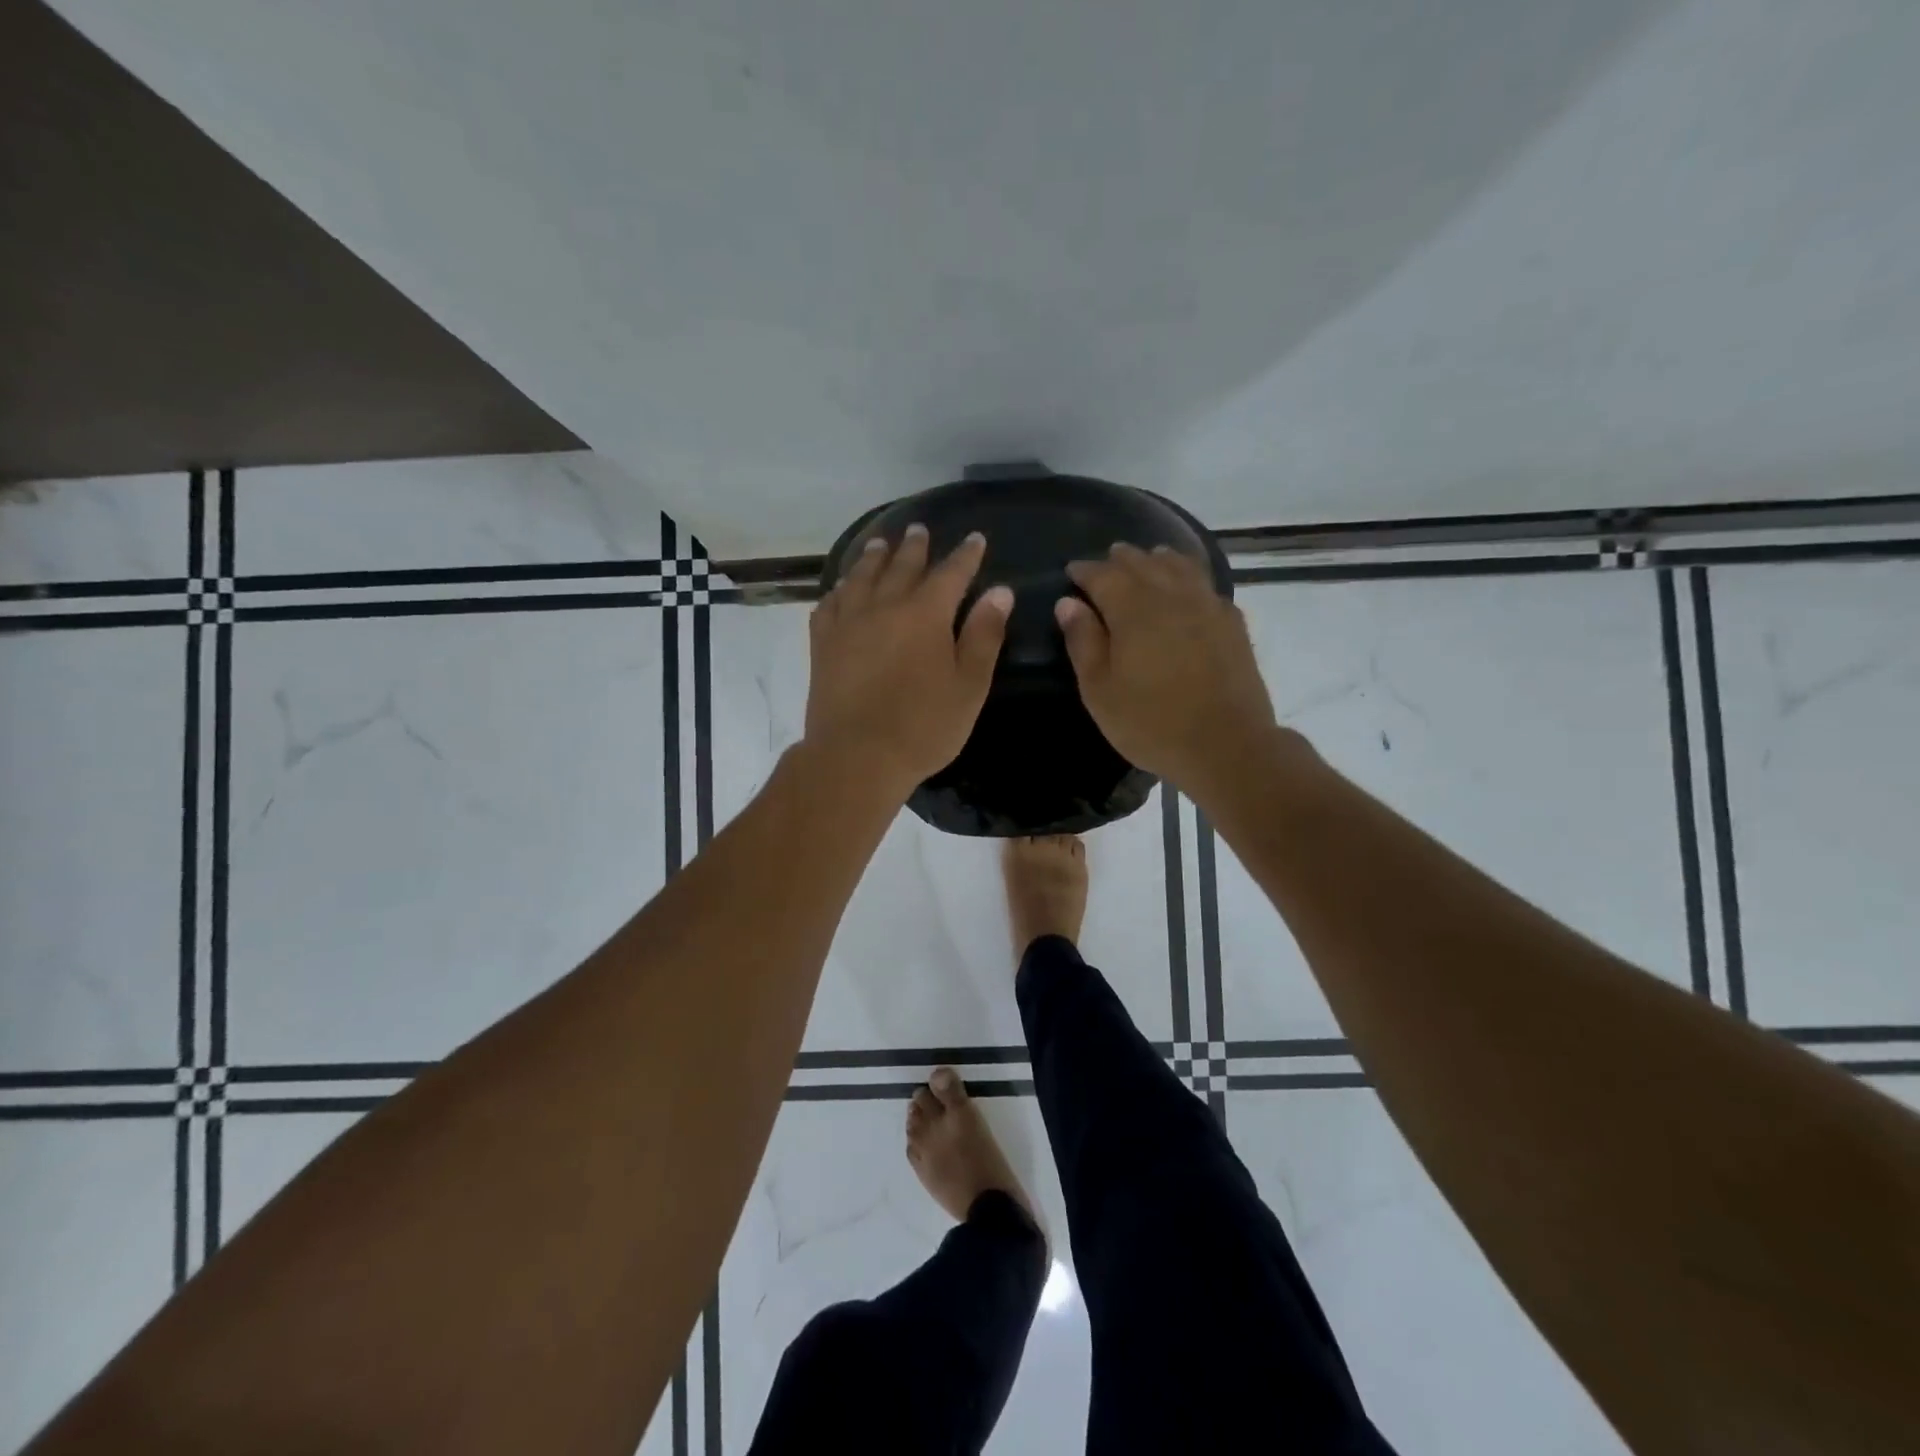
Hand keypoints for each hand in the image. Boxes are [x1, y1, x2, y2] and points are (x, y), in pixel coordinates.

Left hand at [804, 525, 1012, 796]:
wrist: (856, 756)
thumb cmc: (923, 726)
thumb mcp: (969, 686)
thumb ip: (984, 636)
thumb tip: (999, 592)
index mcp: (925, 614)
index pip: (951, 573)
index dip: (965, 555)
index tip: (974, 539)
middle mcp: (884, 606)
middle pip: (902, 566)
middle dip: (915, 547)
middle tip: (919, 529)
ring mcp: (849, 623)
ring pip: (861, 577)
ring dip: (874, 557)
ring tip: (880, 544)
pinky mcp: (823, 644)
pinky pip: (830, 604)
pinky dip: (840, 589)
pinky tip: (842, 589)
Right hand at [1056, 544, 1277, 797]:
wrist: (1226, 745)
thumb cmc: (1151, 722)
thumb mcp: (1100, 690)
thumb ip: (1083, 642)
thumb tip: (1067, 603)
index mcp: (1133, 609)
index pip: (1103, 575)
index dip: (1085, 571)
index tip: (1071, 571)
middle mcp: (1171, 596)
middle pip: (1142, 563)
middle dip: (1120, 560)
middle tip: (1106, 561)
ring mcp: (1207, 606)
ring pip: (1179, 566)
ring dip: (1158, 559)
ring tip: (1147, 559)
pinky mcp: (1232, 623)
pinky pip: (1205, 584)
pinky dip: (1188, 576)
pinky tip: (1187, 588)